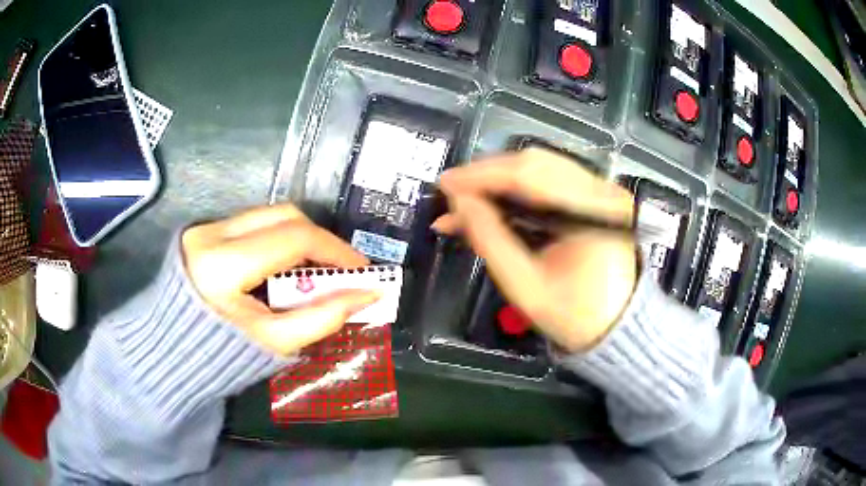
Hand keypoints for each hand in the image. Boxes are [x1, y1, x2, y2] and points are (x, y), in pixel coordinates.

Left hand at [181, 204, 379, 354]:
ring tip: (316, 269)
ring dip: (299, 238)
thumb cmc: (220, 357)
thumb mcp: (275, 343)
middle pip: (282, 215)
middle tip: (341, 268)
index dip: (335, 251)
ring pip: (268, 215)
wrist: (172, 353)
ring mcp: (204, 228)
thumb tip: (368, 294)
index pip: (293, 239)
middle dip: (319, 239)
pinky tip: (285, 267)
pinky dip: (277, 240)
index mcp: (223, 266)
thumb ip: (323, 317)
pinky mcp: (203, 230)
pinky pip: (252, 224)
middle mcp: (211, 234)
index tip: (362, 270)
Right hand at [435, 148, 637, 351]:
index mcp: (593, 212)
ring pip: (539, 167)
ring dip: (498, 181)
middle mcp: (601, 191)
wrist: (614, 327)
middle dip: (487, 175)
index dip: (482, 175)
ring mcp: (599, 191)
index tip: (445, 184)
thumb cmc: (575, 315)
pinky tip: (492, 203)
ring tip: (465, 201)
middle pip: (534, 163)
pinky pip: (548, 181)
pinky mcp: (593, 198)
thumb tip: (458, 203)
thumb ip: (490, 240)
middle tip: (451, 193)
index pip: (529, 175)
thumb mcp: (526, 286)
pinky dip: (516, 190)